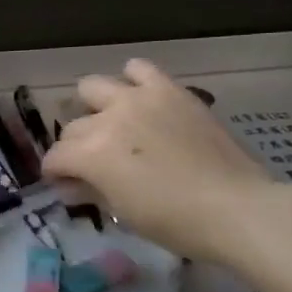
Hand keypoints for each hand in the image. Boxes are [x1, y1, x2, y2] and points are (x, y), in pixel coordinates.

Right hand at [41, 59, 291, 264]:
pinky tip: (140, 100)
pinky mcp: (169, 90)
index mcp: (91, 154)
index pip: (55, 158)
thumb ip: (91, 191)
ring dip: (94, 108)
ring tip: (112, 126)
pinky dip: (132, 81)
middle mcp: (107, 119)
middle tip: (93, 166)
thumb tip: (71, 185)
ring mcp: (138, 99)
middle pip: (72, 128)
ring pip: (92, 87)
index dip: (56, 175)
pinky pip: (139, 68)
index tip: (66, 186)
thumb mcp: (123, 213)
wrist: (236, 207)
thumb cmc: (175, 222)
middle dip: (74, 148)